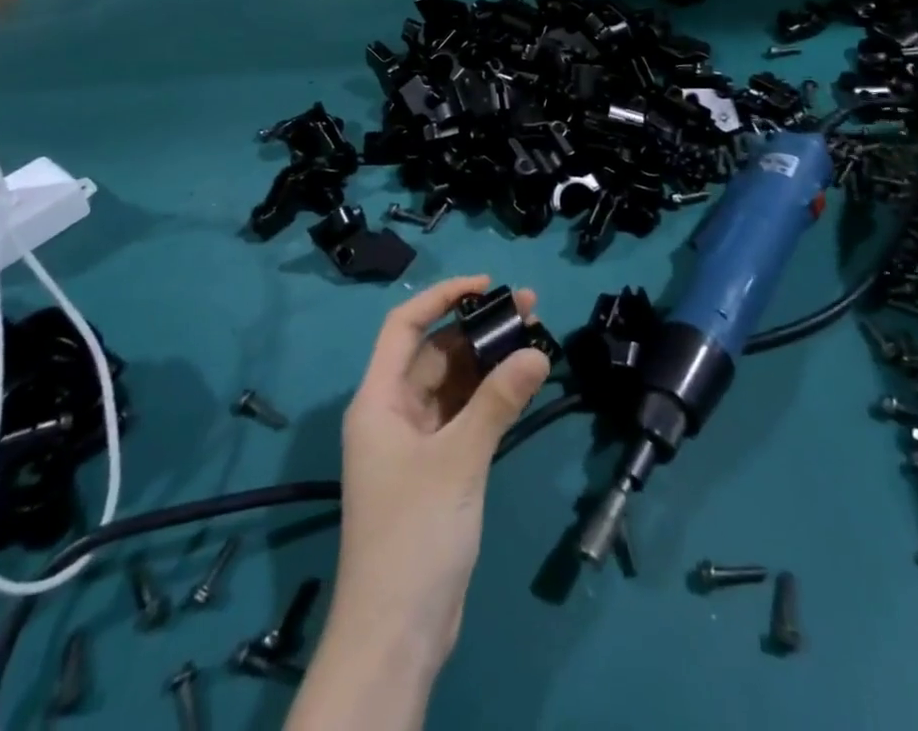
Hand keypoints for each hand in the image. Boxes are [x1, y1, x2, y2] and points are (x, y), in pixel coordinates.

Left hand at [325, 276, 550, 669]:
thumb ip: (498, 402)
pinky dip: (491, 398)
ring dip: (489, 361)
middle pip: (435, 352)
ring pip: (454, 384)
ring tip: (535, 336)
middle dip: (478, 328)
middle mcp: (394, 412)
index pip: (404, 327)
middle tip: (529, 308)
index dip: (442, 297)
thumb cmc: (414, 534)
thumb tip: (538, 352)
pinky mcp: (437, 468)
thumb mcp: (458, 461)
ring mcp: (415, 442)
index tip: (486, 285)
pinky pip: (464, 415)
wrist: (398, 633)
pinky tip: (523, 382)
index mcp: (379, 400)